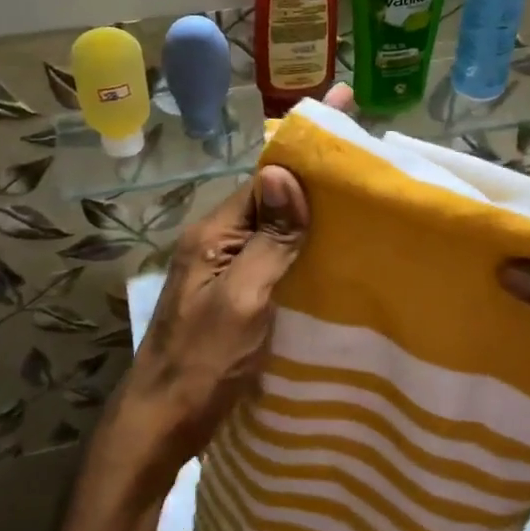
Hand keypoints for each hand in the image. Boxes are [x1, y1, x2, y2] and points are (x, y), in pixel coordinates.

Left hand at [93, 85, 351, 500]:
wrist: (162, 424)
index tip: (345, 106)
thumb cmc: (203, 363)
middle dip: (316, 173)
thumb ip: (266, 239)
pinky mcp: (235, 295)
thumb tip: (282, 174)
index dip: (308, 146)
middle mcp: (218, 241)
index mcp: (215, 232)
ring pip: (276, 227)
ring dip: (313, 211)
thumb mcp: (242, 300)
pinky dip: (304, 246)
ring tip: (364, 197)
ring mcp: (225, 269)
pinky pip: (275, 256)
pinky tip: (335, 252)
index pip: (268, 175)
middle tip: (368, 154)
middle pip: (273, 197)